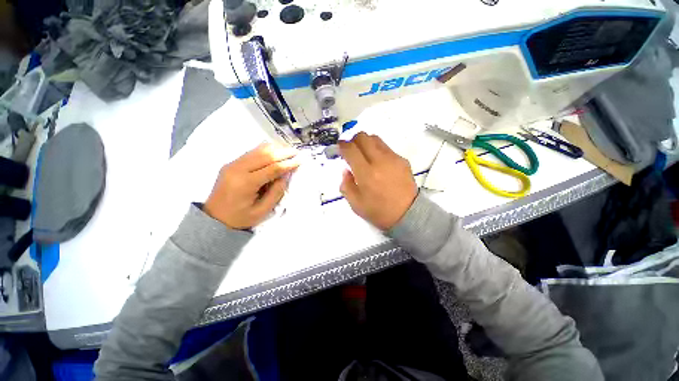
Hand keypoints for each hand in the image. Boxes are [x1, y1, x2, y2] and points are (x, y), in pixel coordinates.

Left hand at [204, 143, 299, 228]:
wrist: (212, 218)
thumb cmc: (238, 218)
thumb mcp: (261, 211)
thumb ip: (275, 193)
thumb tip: (285, 176)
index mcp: (245, 183)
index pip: (272, 168)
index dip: (288, 164)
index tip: (300, 160)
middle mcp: (237, 169)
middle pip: (265, 155)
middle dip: (283, 152)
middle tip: (297, 152)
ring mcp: (232, 164)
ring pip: (257, 150)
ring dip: (275, 149)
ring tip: (288, 151)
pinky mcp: (231, 164)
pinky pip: (251, 152)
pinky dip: (265, 150)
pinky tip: (274, 151)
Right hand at [339, 132, 417, 229]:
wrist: (408, 214)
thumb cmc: (379, 211)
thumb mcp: (355, 204)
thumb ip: (346, 185)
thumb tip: (346, 170)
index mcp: (366, 174)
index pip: (350, 149)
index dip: (341, 145)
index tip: (339, 148)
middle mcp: (379, 161)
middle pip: (363, 137)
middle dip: (353, 140)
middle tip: (351, 150)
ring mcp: (393, 158)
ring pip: (375, 138)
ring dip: (366, 143)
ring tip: (364, 155)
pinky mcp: (402, 159)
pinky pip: (386, 147)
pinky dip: (378, 150)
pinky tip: (379, 164)